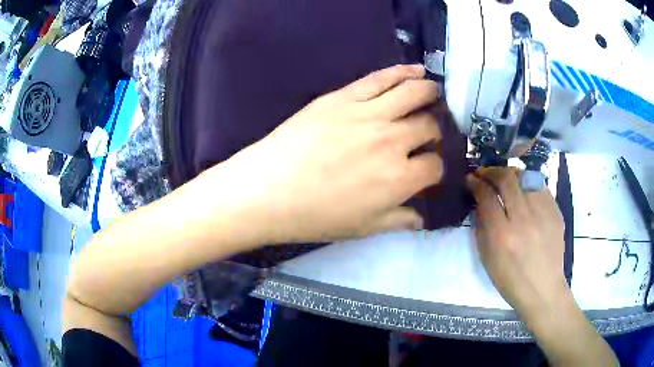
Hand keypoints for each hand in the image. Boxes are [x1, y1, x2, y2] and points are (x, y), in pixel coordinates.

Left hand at [203, 64, 442, 243]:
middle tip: (432, 131)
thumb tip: (423, 218)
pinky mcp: (345, 96)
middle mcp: (393, 141)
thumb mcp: (363, 228)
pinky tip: (417, 70)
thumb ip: (399, 220)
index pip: (435, 165)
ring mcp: (369, 113)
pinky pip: (382, 78)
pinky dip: (404, 72)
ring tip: (435, 93)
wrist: (267, 191)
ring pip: (414, 93)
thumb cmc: (314, 216)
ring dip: (431, 92)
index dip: (437, 167)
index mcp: (400, 179)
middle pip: (430, 126)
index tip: (430, 167)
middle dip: (436, 130)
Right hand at [466, 168, 568, 320]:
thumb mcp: (487, 258)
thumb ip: (482, 227)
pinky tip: (523, 189)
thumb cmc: (510, 280)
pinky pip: (540, 186)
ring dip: (510, 173)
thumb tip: (479, 201)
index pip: (486, 196)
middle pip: (506, 178)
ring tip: (504, 178)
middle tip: (484, 173)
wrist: (543, 289)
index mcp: (502, 235)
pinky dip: (527, 183)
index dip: (475, 183)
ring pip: (525, 176)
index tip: (470, 179)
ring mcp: (543, 213)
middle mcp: (524, 219)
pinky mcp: (555, 211)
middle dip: (491, 171)